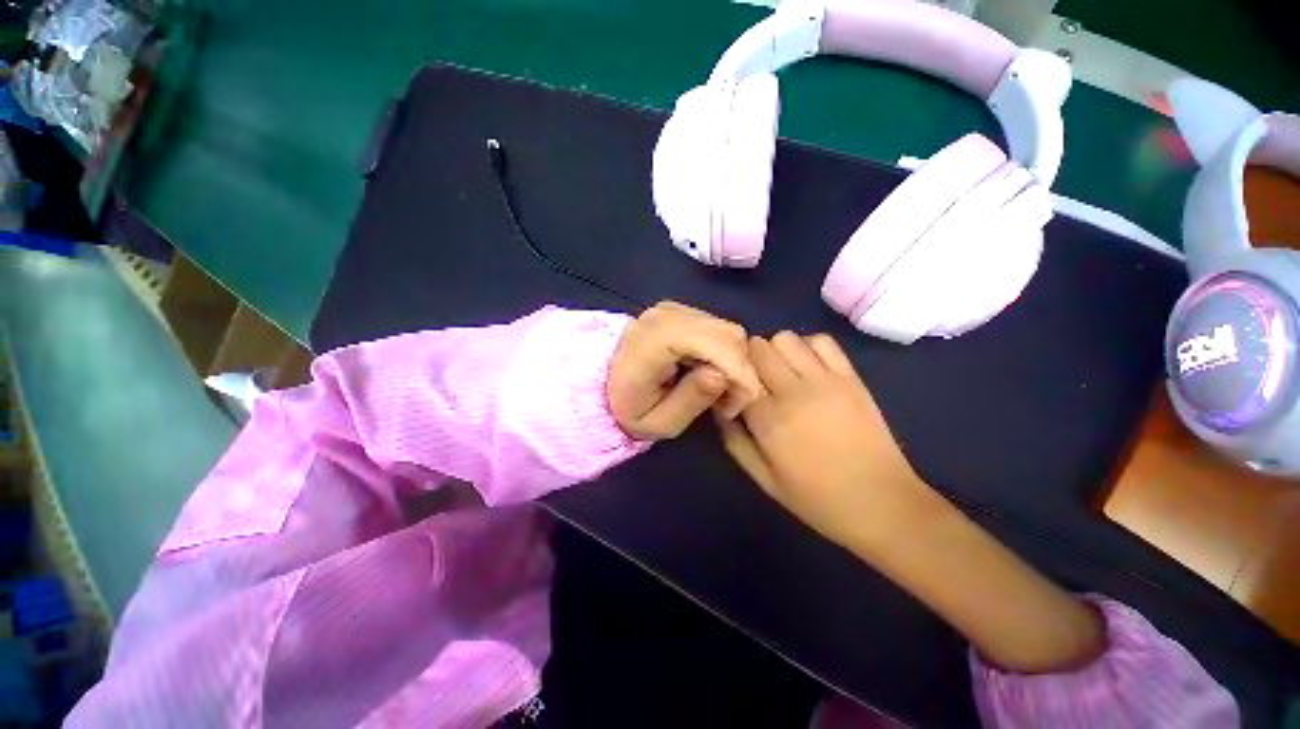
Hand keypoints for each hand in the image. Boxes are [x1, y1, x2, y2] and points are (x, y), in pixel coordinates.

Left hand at [608, 302, 761, 439]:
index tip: (733, 407)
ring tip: (717, 391)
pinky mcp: (681, 311)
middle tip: (727, 402)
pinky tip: (709, 373)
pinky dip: (725, 353)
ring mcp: (674, 309)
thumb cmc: (627, 408)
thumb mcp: (657, 423)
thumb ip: (690, 400)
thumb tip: (722, 375)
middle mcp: (668, 315)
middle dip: (741, 372)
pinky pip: (718, 329)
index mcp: (656, 339)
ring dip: (735, 363)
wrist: (600, 383)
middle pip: (730, 335)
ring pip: (729, 331)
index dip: (739, 374)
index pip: (718, 344)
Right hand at [717, 332, 925, 548]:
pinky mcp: (851, 377)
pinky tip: (808, 366)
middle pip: (759, 347)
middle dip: (750, 358)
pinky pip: (823, 341)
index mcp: (768, 420)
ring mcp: (826, 381)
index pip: (737, 374)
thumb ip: (735, 441)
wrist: (883, 504)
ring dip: (777, 350)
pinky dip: (809, 346)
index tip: (733, 387)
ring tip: (782, 371)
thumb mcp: (764, 479)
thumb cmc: (817, 498)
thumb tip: (721, 407)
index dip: (731, 376)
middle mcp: (793, 391)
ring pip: (787, 338)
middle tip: (755, 377)